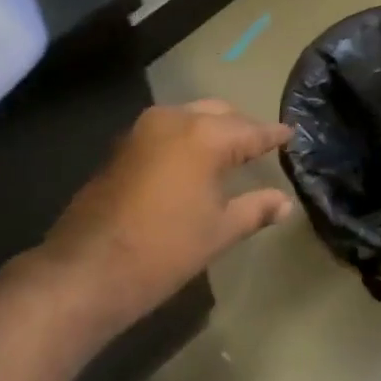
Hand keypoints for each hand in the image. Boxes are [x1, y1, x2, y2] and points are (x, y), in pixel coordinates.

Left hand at [39, 101, 292, 334]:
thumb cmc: (165, 249)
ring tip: (230, 152)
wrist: (90, 267)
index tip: (290, 134)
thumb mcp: (219, 231)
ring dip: (210, 129)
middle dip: (241, 126)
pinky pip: (165, 132)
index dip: (273, 135)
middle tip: (261, 145)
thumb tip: (284, 202)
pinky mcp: (121, 147)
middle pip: (217, 113)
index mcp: (204, 136)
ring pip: (188, 117)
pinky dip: (185, 139)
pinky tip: (193, 162)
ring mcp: (141, 131)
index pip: (250, 130)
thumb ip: (255, 209)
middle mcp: (173, 120)